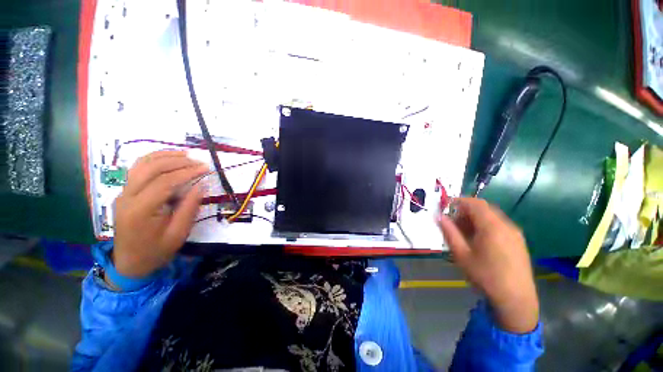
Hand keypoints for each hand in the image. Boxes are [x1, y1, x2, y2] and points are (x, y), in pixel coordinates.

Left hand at [112, 150, 208, 277]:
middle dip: (177, 161)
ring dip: (165, 156)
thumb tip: (202, 185)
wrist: (129, 262)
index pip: (164, 182)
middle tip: (198, 161)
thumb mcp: (178, 233)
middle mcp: (127, 197)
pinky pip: (137, 169)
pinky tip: (168, 158)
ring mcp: (123, 193)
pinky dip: (154, 160)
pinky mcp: (125, 192)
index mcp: (140, 210)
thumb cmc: (156, 251)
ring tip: (186, 154)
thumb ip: (189, 208)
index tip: (206, 168)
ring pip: (141, 164)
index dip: (187, 172)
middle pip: (151, 168)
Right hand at [436, 198, 538, 333]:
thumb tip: (439, 216)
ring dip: (475, 219)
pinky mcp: (518, 241)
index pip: (474, 203)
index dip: (458, 201)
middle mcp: (506, 225)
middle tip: (453, 222)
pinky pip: (499, 225)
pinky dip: (485, 226)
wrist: (516, 300)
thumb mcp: (461, 254)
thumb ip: (449, 232)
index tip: (445, 207)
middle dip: (465, 211)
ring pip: (491, 216)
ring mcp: (514, 233)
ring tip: (464, 233)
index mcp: (492, 226)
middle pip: (483, 208)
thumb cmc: (485, 276)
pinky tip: (479, 241)